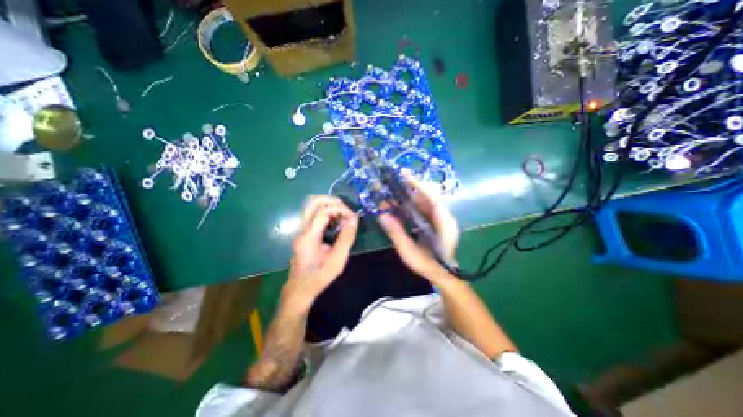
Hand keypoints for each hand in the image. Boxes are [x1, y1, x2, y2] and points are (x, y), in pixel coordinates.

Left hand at [282, 196, 355, 312]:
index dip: (340, 209)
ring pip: (312, 206)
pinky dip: (326, 213)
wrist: (300, 288)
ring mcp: (301, 230)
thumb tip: (354, 218)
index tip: (353, 216)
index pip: (323, 211)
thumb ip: (346, 237)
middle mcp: (302, 229)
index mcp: (309, 235)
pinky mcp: (304, 233)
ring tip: (342, 215)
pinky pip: (314, 215)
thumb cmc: (320, 275)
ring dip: (329, 206)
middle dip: (331, 201)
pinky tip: (336, 222)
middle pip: (312, 201)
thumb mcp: (338, 259)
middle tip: (345, 209)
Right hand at [378, 172, 459, 283]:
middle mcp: (445, 217)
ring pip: (427, 201)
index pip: (433, 198)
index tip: (405, 175)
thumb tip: (381, 215)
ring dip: (411, 196)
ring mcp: (442, 219)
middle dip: (412, 188)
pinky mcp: (437, 222)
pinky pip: (425, 208)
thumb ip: (396, 233)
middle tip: (394, 182)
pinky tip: (401, 204)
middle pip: (430, 196)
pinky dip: (413, 204)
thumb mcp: (410, 252)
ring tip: (394, 192)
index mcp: (444, 223)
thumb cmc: (429, 266)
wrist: (444, 276)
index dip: (419, 185)